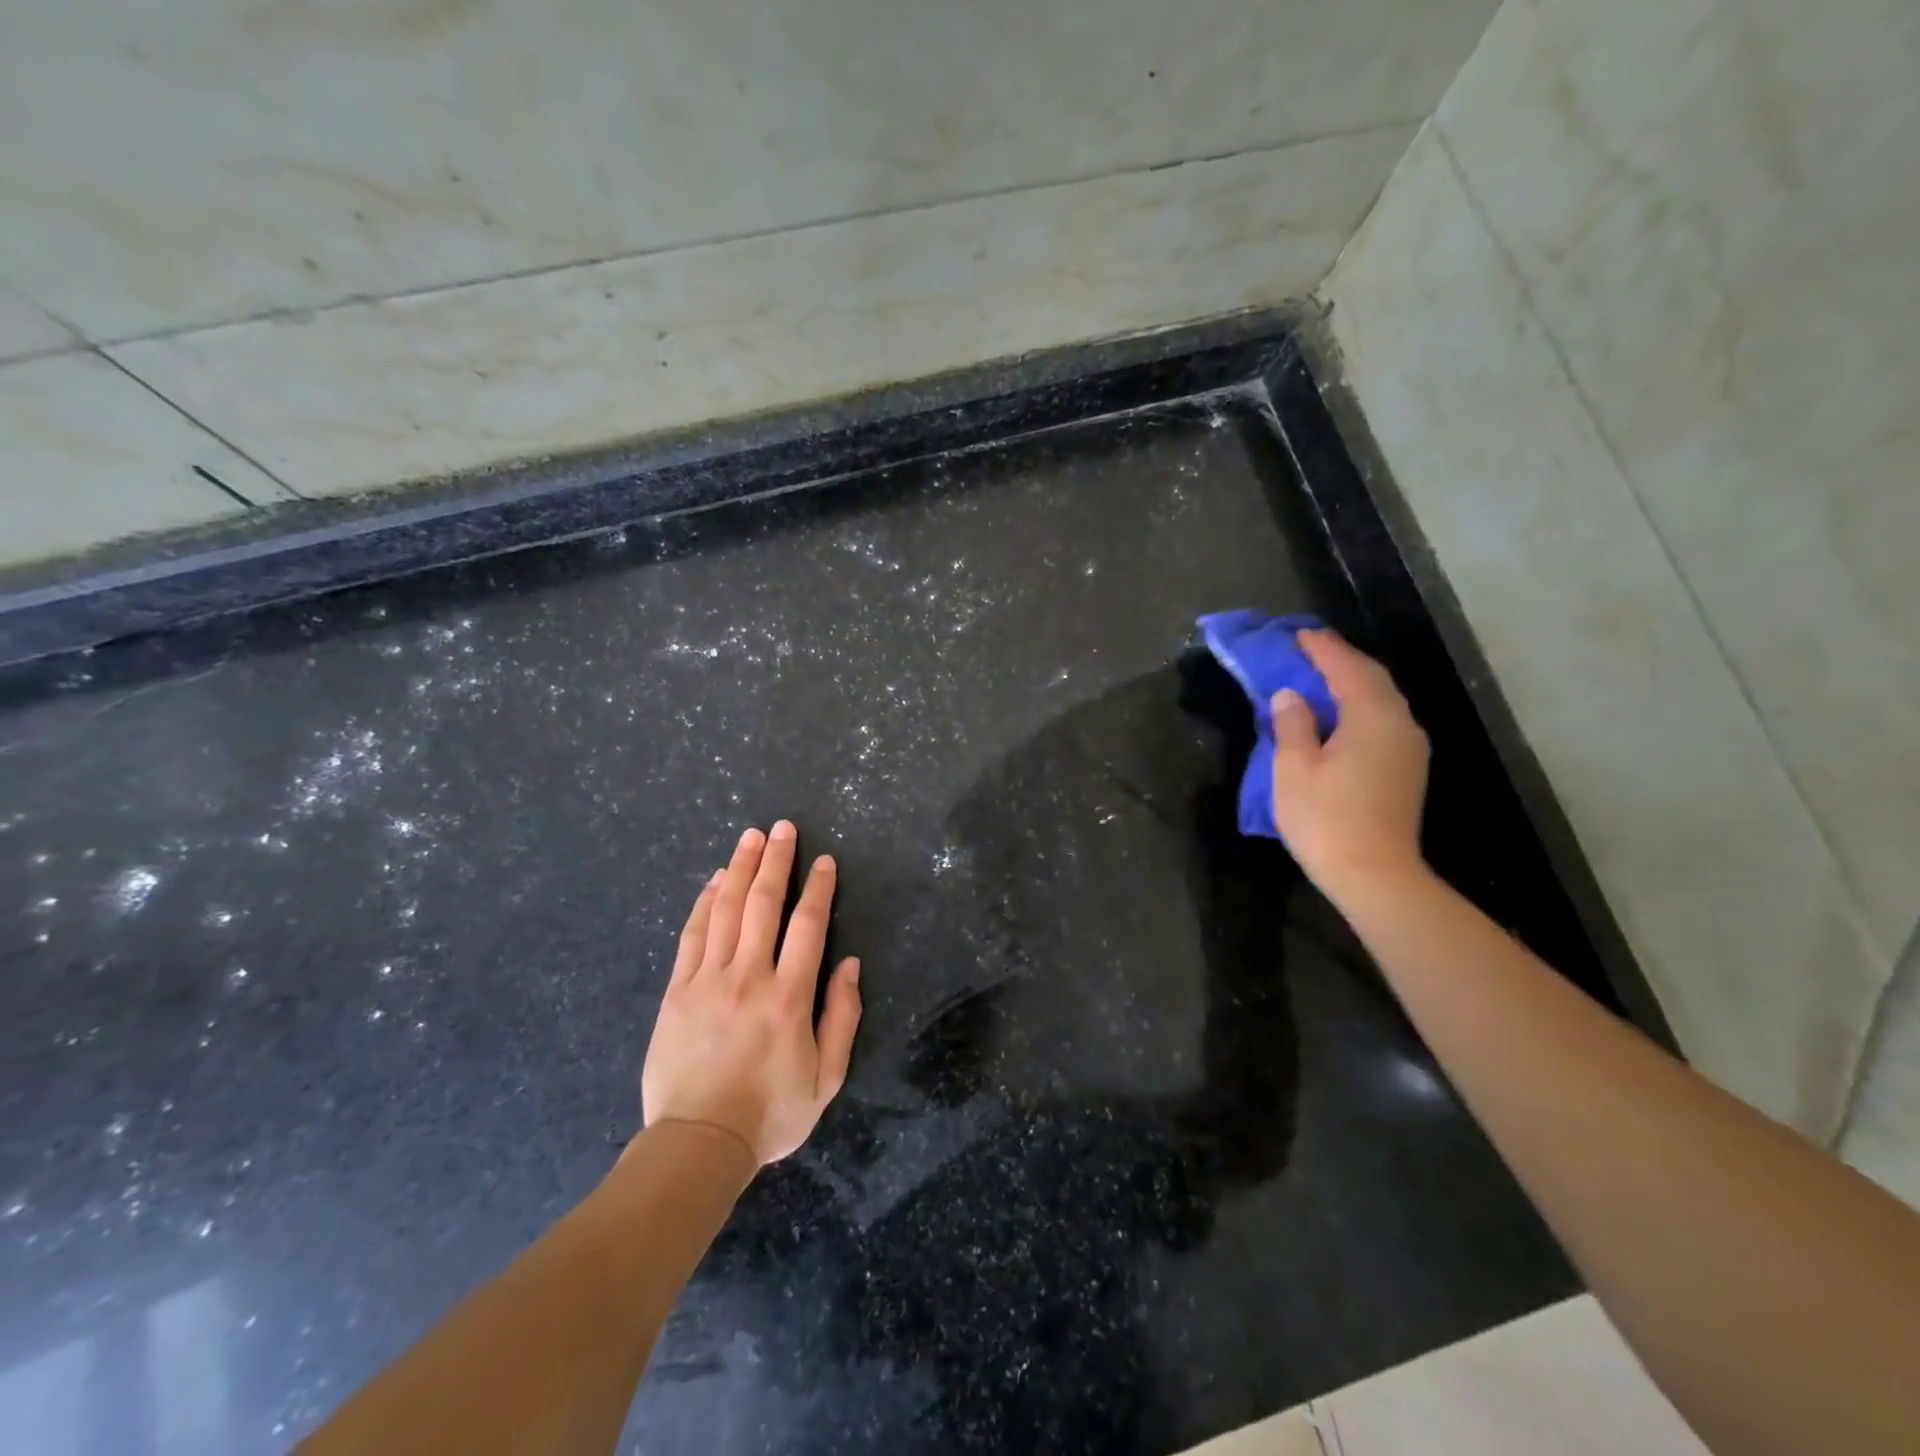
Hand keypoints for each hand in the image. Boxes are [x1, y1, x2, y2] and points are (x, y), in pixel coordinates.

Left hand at [640, 822, 861, 1164]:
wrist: (698, 1144)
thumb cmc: (770, 1114)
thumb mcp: (827, 1078)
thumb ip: (843, 1017)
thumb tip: (849, 964)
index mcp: (790, 997)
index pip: (807, 926)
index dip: (818, 888)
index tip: (824, 860)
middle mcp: (750, 977)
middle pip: (763, 905)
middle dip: (775, 861)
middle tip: (782, 828)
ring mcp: (708, 980)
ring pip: (726, 911)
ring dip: (739, 869)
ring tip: (750, 837)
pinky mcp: (678, 991)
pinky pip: (692, 935)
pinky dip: (704, 903)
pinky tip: (713, 881)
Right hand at [1270, 629, 1430, 899]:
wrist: (1375, 875)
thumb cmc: (1326, 819)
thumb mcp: (1294, 768)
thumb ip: (1292, 724)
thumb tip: (1291, 695)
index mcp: (1373, 717)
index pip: (1347, 668)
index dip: (1321, 649)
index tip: (1297, 635)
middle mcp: (1400, 724)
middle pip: (1372, 679)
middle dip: (1340, 660)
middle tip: (1308, 651)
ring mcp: (1409, 748)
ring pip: (1382, 700)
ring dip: (1352, 683)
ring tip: (1320, 678)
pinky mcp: (1407, 769)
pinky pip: (1383, 721)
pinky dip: (1360, 706)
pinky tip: (1340, 715)